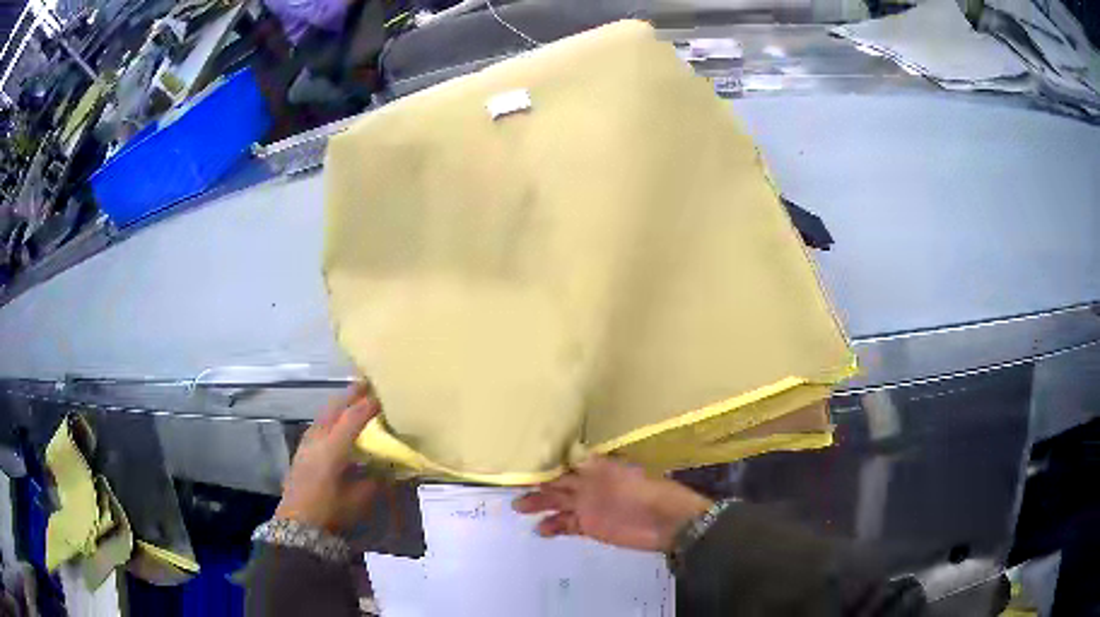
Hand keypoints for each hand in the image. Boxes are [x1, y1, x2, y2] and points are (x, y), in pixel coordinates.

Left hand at [275, 383, 381, 533]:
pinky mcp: (302, 449)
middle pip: (334, 407)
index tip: (385, 396)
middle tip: (368, 384)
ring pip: (324, 413)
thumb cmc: (331, 512)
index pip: (353, 417)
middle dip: (351, 394)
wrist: (298, 523)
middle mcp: (318, 439)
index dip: (370, 404)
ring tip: (354, 397)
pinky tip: (337, 421)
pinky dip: (331, 415)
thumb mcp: (359, 499)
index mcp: (333, 448)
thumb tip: (388, 465)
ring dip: (340, 403)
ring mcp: (307, 442)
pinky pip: (319, 423)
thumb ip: (375, 479)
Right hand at [513, 456, 712, 552]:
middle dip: (537, 482)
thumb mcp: (626, 474)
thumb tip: (573, 453)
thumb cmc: (649, 492)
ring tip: (519, 507)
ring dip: (540, 504)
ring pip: (558, 503)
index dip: (548, 461)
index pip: (567, 462)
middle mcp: (589, 484)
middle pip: (558, 483)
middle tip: (513, 484)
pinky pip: (566, 525)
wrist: (667, 523)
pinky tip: (540, 530)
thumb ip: (599, 467)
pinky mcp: (590, 527)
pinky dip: (553, 526)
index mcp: (598, 467)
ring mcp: (589, 506)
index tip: (524, 459)